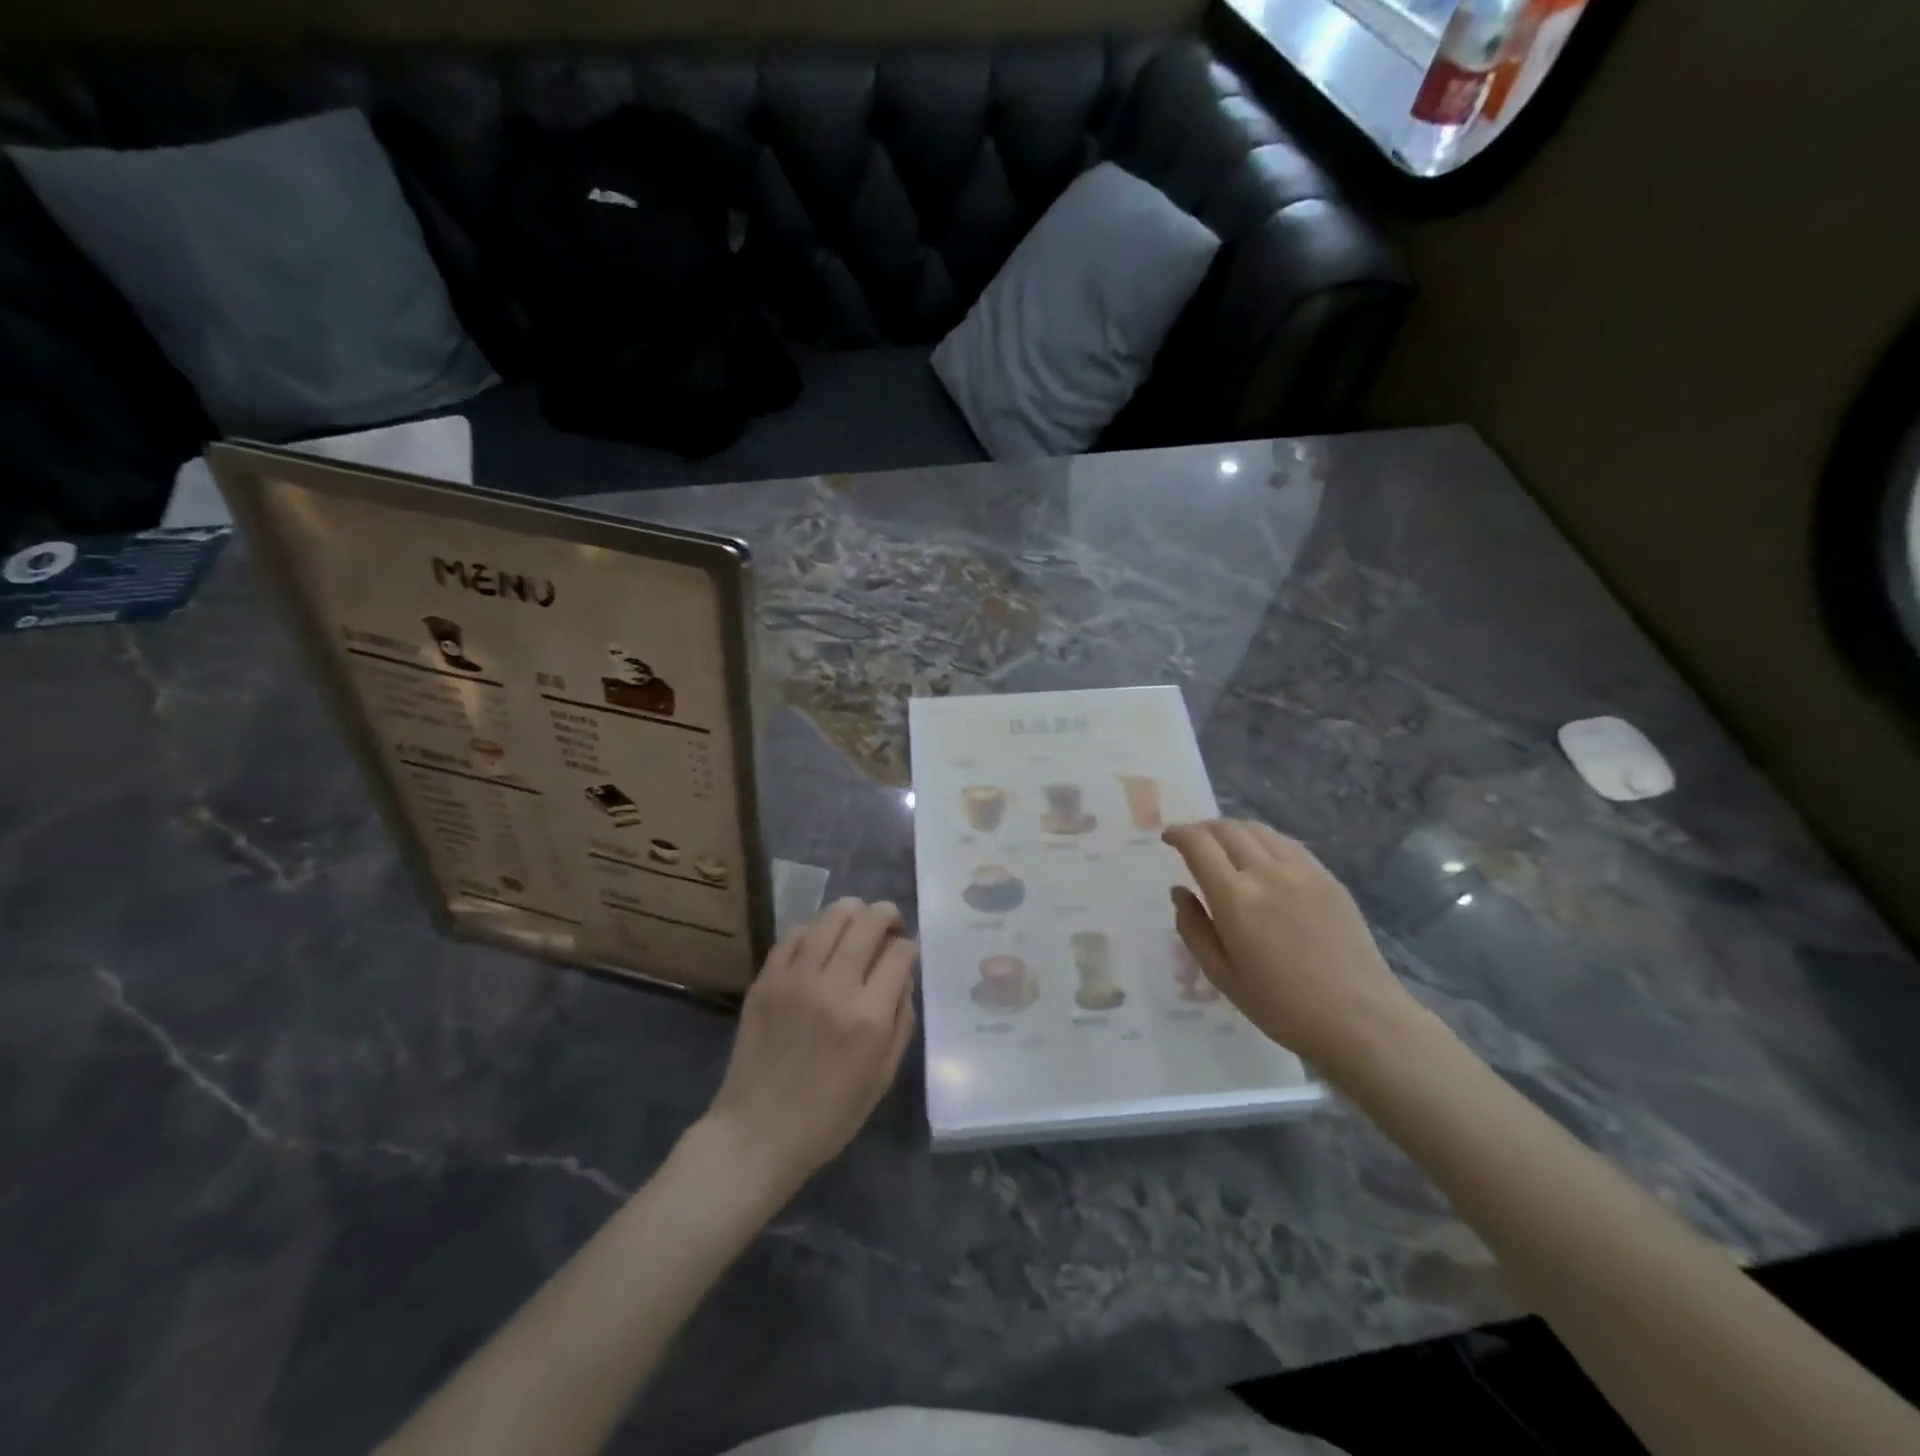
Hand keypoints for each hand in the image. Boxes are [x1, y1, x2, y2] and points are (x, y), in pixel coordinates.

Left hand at [702, 898, 917, 1195]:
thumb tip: (902, 976)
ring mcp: (795, 978)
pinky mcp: (766, 979)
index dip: (909, 947)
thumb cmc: (828, 1116)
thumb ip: (902, 1021)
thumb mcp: (883, 1077)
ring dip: (853, 913)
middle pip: (869, 921)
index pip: (900, 952)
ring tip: (856, 927)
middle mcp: (834, 986)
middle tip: (890, 928)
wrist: (756, 1133)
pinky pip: (795, 934)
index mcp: (869, 1016)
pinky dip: (815, 930)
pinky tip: (820, 944)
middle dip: (888, 916)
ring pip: (832, 916)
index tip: (906, 955)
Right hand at [1163, 819, 1421, 1077]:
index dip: (1178, 833)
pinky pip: (1286, 843)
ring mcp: (1302, 871)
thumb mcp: (1221, 975)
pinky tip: (1261, 857)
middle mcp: (1266, 872)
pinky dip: (1263, 840)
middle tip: (1191, 842)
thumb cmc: (1282, 1006)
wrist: (1359, 1019)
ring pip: (1258, 829)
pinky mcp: (1327, 877)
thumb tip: (1179, 892)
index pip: (1198, 844)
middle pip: (1227, 828)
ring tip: (1224, 846)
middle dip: (1202, 828)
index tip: (1168, 838)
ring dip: (1232, 830)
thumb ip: (1193, 928)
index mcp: (1235, 898)